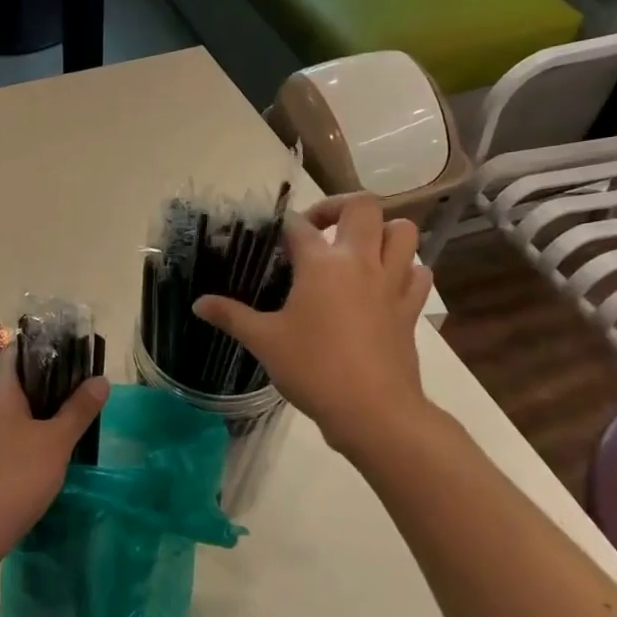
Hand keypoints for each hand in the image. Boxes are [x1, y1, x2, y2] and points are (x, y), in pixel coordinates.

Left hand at [0, 348, 107, 560]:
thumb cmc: (15, 476)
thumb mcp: (56, 441)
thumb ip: (79, 408)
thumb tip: (101, 379)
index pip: (18, 349)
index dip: (46, 346)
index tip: (75, 354)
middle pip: (16, 377)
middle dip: (49, 379)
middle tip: (82, 387)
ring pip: (12, 406)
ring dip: (39, 407)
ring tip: (71, 415)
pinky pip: (5, 429)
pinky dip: (27, 430)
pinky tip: (48, 447)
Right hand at [193, 193, 439, 468]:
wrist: (373, 411)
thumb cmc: (313, 369)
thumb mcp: (264, 342)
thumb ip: (231, 316)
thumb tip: (198, 303)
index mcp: (321, 264)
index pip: (298, 226)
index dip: (282, 225)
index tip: (272, 236)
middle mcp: (360, 261)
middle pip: (362, 206)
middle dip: (339, 207)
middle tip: (319, 229)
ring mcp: (392, 283)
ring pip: (402, 231)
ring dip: (382, 231)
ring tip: (358, 250)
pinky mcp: (411, 308)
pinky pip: (418, 273)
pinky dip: (406, 270)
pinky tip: (385, 285)